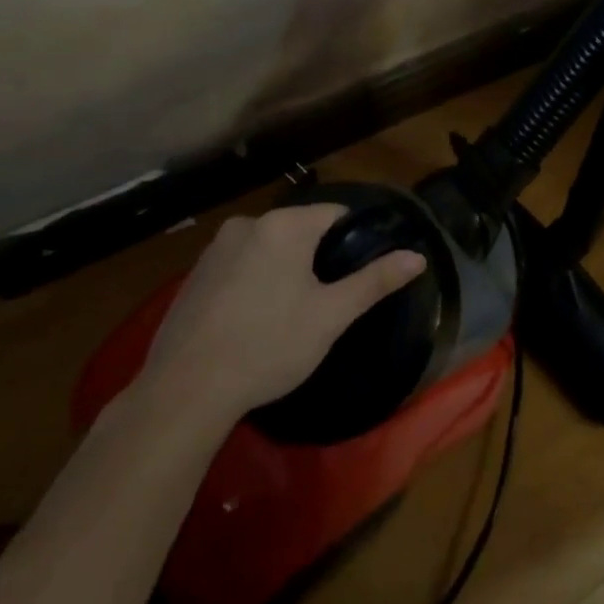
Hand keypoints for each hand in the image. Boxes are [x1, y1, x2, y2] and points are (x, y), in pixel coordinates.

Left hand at [136, 206, 426, 421]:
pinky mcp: (194, 273)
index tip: (357, 273)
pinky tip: (253, 319)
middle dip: (316, 257)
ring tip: (290, 314)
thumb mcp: (330, 316)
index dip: (352, 240)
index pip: (334, 214)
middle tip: (326, 300)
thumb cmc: (269, 345)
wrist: (186, 389)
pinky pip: (239, 265)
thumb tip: (418, 256)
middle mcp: (247, 224)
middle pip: (299, 229)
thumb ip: (374, 281)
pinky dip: (254, 281)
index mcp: (284, 225)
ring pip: (267, 248)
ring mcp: (215, 248)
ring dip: (283, 269)